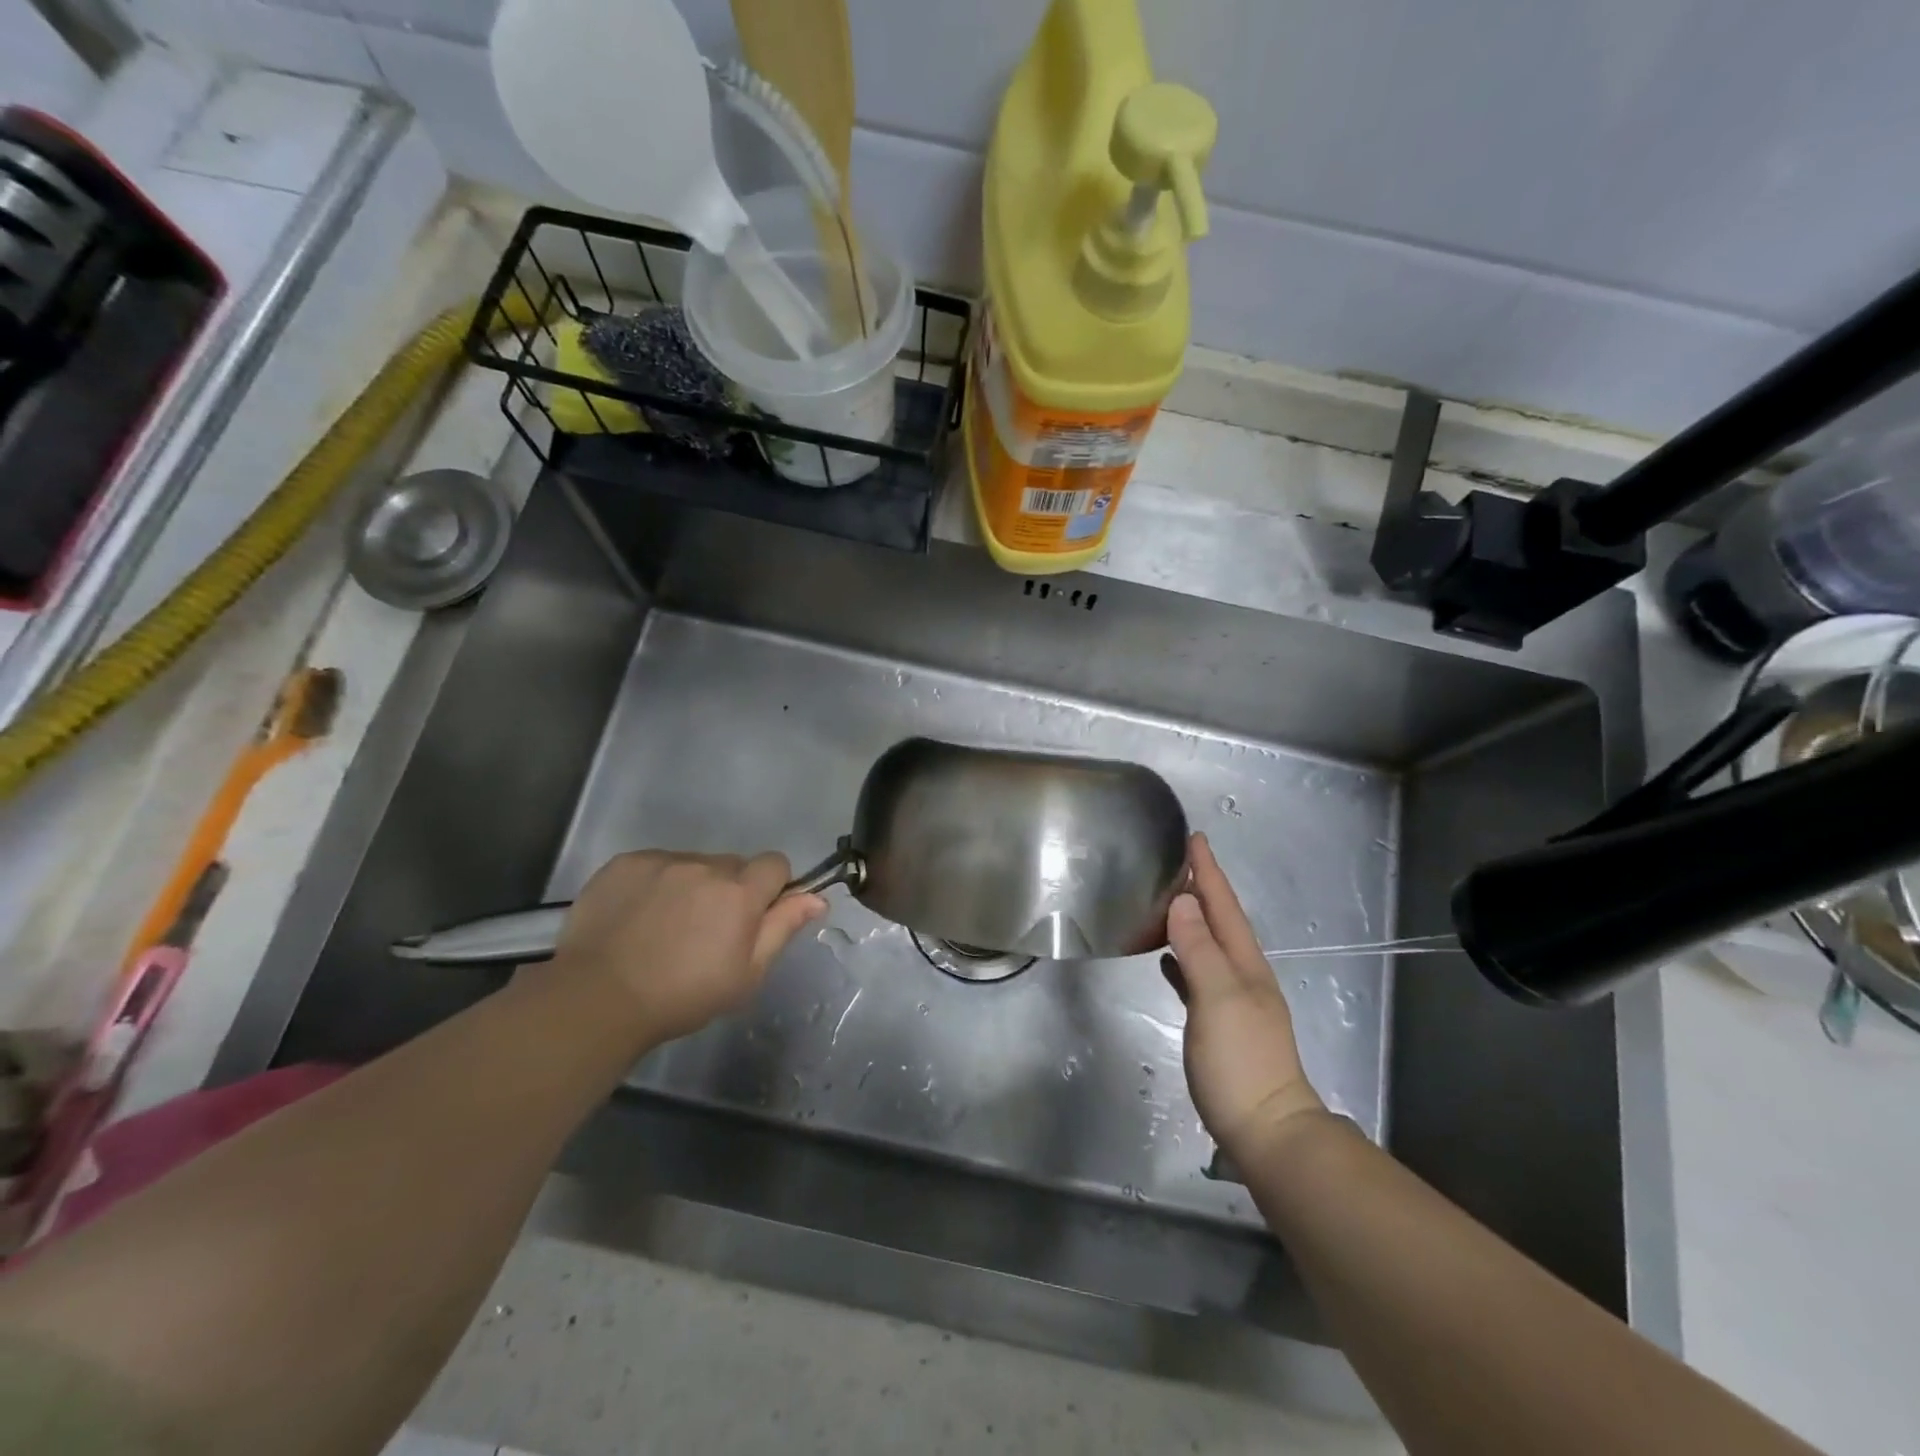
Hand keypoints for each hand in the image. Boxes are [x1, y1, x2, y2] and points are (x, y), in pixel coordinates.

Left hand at [553, 851, 826, 1044]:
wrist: (597, 999)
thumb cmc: (682, 995)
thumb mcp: (746, 974)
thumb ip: (783, 928)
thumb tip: (817, 897)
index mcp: (740, 892)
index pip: (776, 864)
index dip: (772, 888)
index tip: (755, 917)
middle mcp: (705, 866)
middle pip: (733, 864)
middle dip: (730, 889)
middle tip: (708, 930)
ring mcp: (662, 861)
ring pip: (694, 864)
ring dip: (693, 885)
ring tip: (667, 926)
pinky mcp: (626, 863)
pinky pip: (656, 864)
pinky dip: (656, 883)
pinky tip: (639, 916)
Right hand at [1163, 833, 1326, 1162]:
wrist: (1267, 1131)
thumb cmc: (1241, 1061)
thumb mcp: (1218, 999)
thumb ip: (1199, 949)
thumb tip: (1181, 901)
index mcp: (1245, 964)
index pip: (1223, 907)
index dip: (1208, 873)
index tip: (1196, 838)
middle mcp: (1243, 975)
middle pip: (1220, 921)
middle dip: (1202, 889)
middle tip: (1178, 860)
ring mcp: (1234, 1001)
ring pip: (1209, 945)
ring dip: (1192, 919)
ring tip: (1168, 899)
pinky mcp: (1219, 1024)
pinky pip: (1197, 974)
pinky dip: (1182, 957)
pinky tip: (1166, 957)